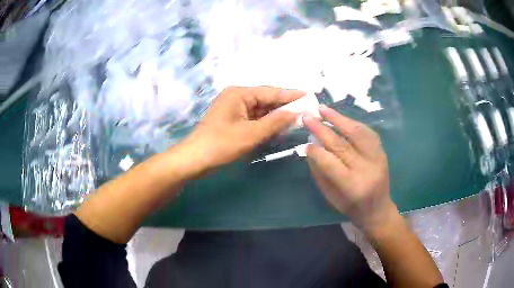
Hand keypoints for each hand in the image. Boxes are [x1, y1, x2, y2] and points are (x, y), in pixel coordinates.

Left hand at [179, 86, 303, 174]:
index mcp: (239, 94)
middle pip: (266, 99)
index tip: (308, 95)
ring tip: (297, 118)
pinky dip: (266, 123)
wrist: (195, 160)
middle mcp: (237, 97)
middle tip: (306, 109)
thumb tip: (296, 112)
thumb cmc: (221, 145)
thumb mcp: (251, 134)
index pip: (270, 92)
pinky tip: (279, 127)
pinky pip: (254, 118)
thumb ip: (275, 122)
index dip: (290, 95)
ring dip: (276, 116)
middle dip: (285, 106)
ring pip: (261, 110)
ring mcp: (234, 109)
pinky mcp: (233, 120)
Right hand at [303, 105, 396, 231]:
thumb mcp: (330, 196)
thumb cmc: (351, 207)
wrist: (378, 209)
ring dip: (339, 119)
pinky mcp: (382, 152)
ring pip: (358, 133)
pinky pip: (367, 132)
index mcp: (352, 186)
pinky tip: (341, 117)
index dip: (316, 151)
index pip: (330, 163)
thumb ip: (320, 172)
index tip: (305, 143)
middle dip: (322, 129)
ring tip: (323, 109)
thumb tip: (311, 147)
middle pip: (342, 145)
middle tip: (307, 117)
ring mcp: (377, 158)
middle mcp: (367, 170)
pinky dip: (353, 123)